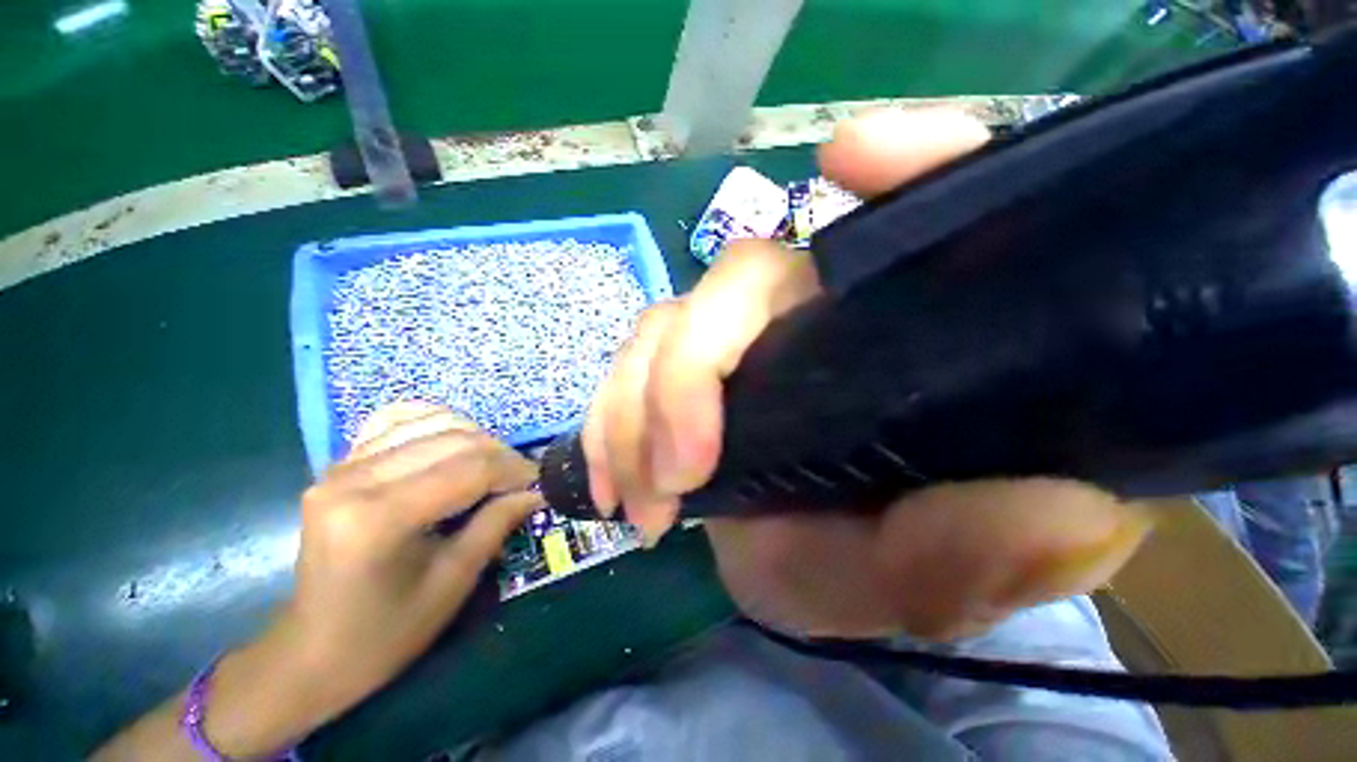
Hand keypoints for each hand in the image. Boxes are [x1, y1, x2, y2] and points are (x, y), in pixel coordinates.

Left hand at [278, 402, 540, 706]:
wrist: (311, 651)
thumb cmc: (386, 632)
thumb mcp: (453, 582)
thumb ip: (497, 524)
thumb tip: (537, 490)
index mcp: (378, 518)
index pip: (469, 470)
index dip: (514, 470)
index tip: (541, 481)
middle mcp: (353, 479)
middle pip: (453, 440)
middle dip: (500, 454)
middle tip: (522, 477)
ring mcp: (340, 467)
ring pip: (431, 423)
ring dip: (475, 438)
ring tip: (493, 464)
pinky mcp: (339, 465)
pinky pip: (398, 422)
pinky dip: (436, 424)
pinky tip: (453, 441)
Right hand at [583, 109, 1154, 640]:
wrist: (818, 583)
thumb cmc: (891, 571)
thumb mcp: (944, 580)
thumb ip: (994, 556)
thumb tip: (1065, 514)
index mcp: (907, 340)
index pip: (931, 212)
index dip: (909, 163)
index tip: (852, 158)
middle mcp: (818, 316)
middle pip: (736, 280)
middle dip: (687, 376)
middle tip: (678, 475)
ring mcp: (741, 342)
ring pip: (664, 326)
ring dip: (636, 412)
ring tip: (643, 499)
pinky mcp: (686, 377)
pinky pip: (629, 368)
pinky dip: (610, 421)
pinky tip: (615, 483)